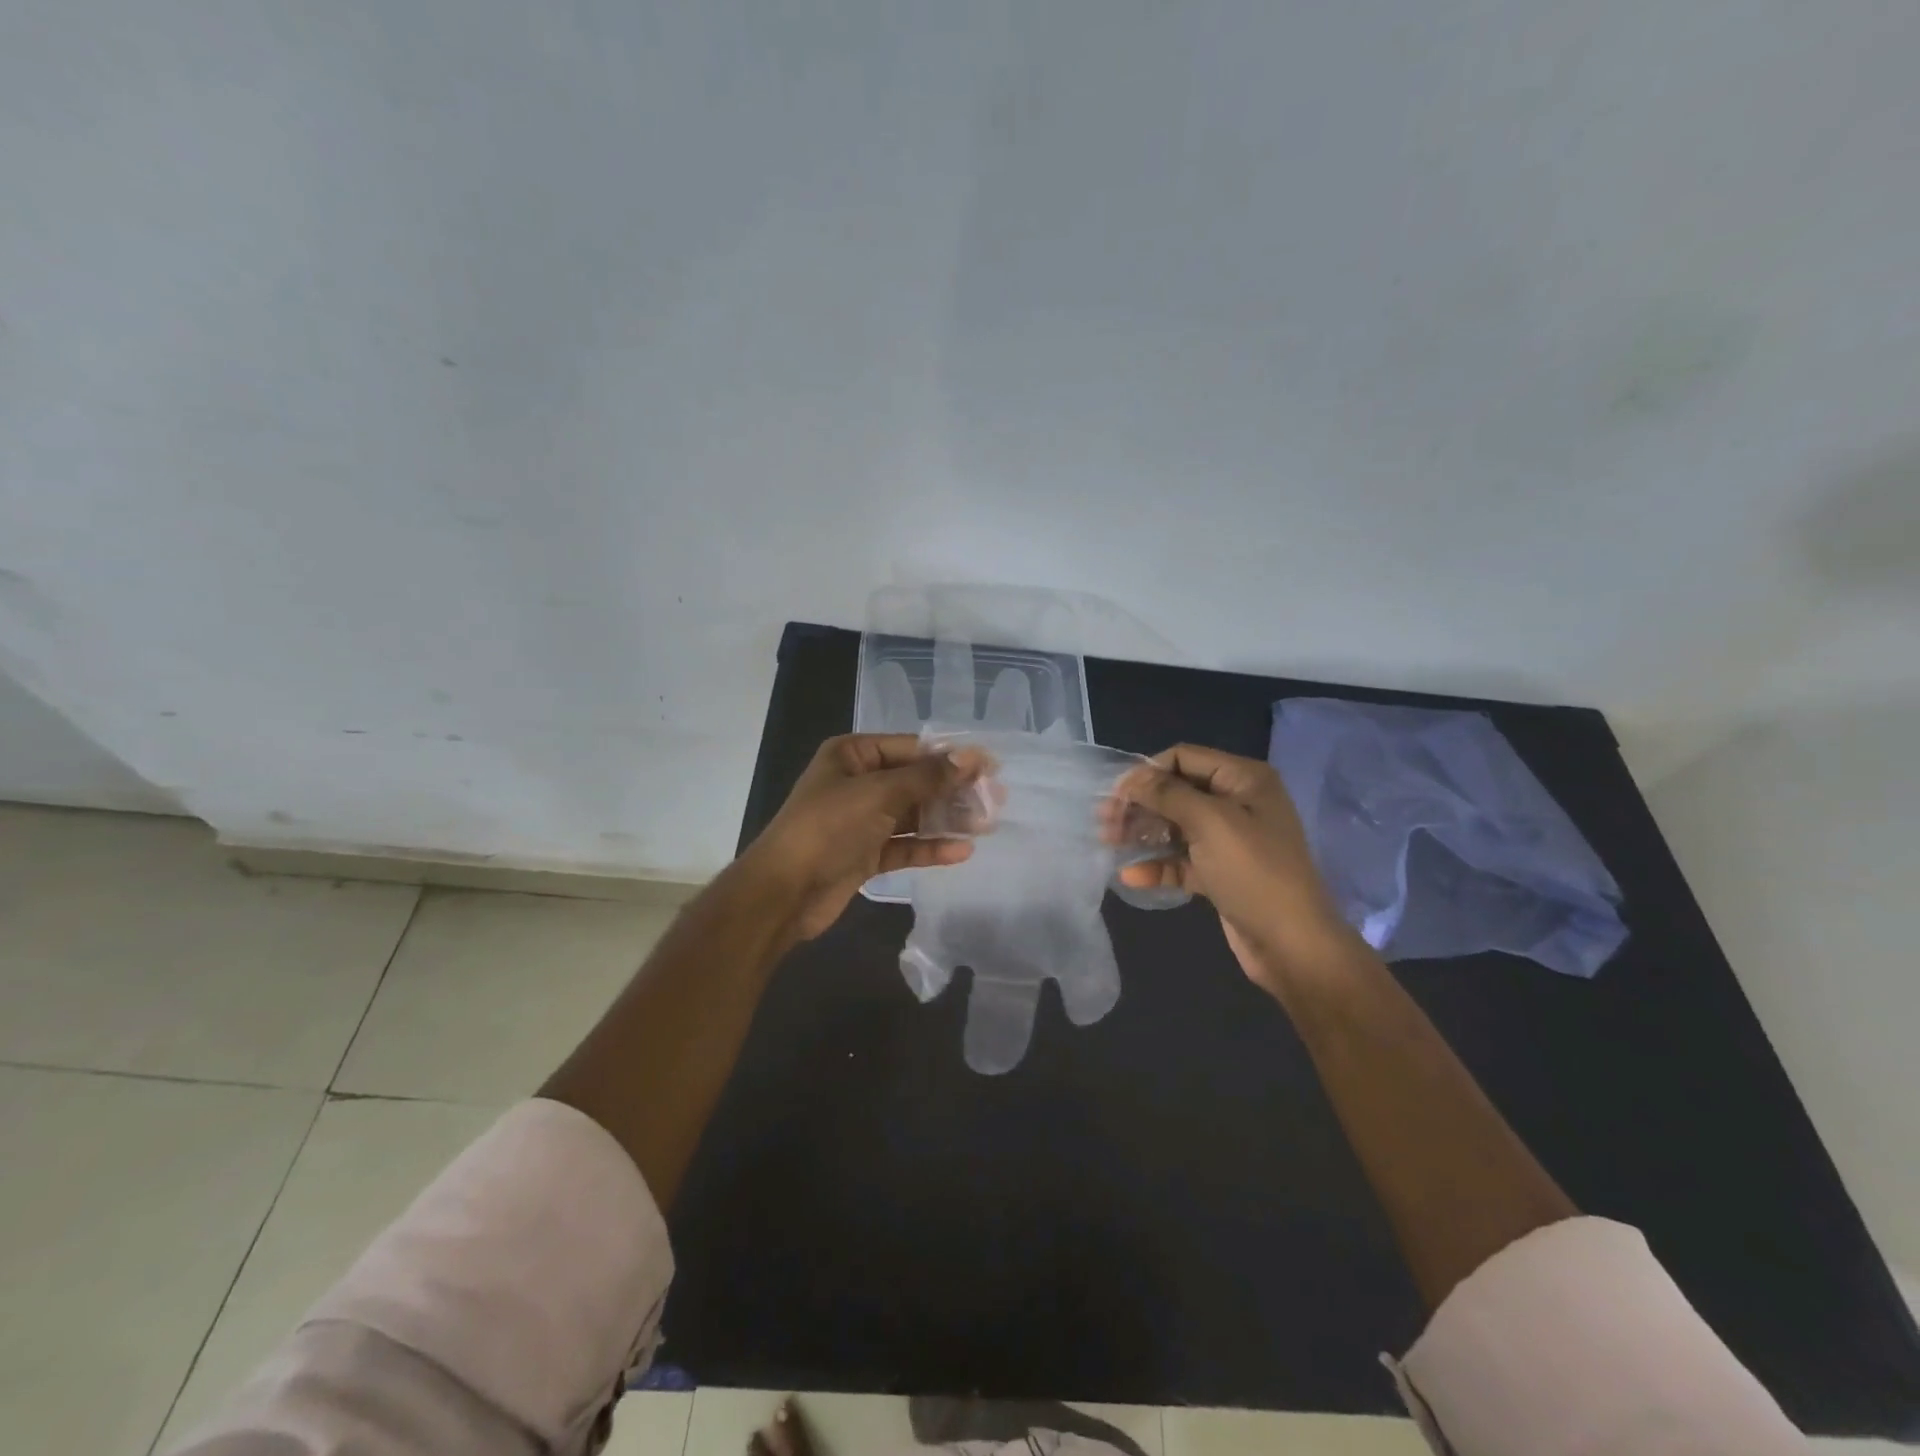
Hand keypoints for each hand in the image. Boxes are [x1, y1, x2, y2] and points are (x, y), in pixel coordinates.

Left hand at [740, 733, 981, 939]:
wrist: (783, 892)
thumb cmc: (828, 828)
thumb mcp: (880, 794)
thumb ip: (928, 777)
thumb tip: (972, 757)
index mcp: (853, 755)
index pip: (911, 748)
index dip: (950, 756)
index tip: (990, 767)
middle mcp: (858, 782)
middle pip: (916, 781)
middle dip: (953, 791)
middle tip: (995, 800)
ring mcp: (862, 820)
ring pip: (913, 815)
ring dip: (946, 819)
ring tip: (987, 824)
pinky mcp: (866, 854)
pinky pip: (905, 845)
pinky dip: (930, 847)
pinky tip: (961, 851)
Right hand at [1114, 744, 1359, 994]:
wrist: (1293, 946)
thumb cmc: (1254, 873)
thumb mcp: (1210, 823)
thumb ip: (1167, 794)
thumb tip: (1131, 778)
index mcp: (1244, 779)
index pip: (1184, 757)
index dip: (1148, 771)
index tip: (1116, 795)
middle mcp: (1238, 803)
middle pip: (1177, 792)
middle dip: (1140, 804)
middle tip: (1104, 821)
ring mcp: (1230, 840)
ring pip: (1176, 826)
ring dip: (1142, 833)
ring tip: (1108, 843)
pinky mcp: (1221, 873)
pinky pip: (1182, 860)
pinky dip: (1158, 865)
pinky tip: (1131, 876)